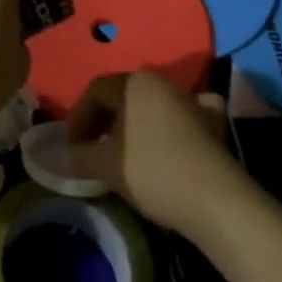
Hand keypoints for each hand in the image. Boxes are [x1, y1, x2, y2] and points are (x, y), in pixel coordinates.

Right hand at [65, 72, 245, 238]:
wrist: (215, 199)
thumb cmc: (153, 173)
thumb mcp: (107, 165)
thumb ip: (80, 155)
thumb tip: (66, 153)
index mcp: (133, 82)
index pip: (95, 91)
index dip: (78, 118)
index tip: (71, 148)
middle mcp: (160, 82)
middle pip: (121, 95)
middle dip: (101, 121)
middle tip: (90, 150)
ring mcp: (188, 99)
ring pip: (148, 105)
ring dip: (129, 125)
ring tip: (120, 154)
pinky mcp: (209, 121)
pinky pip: (178, 116)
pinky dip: (165, 126)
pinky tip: (163, 142)